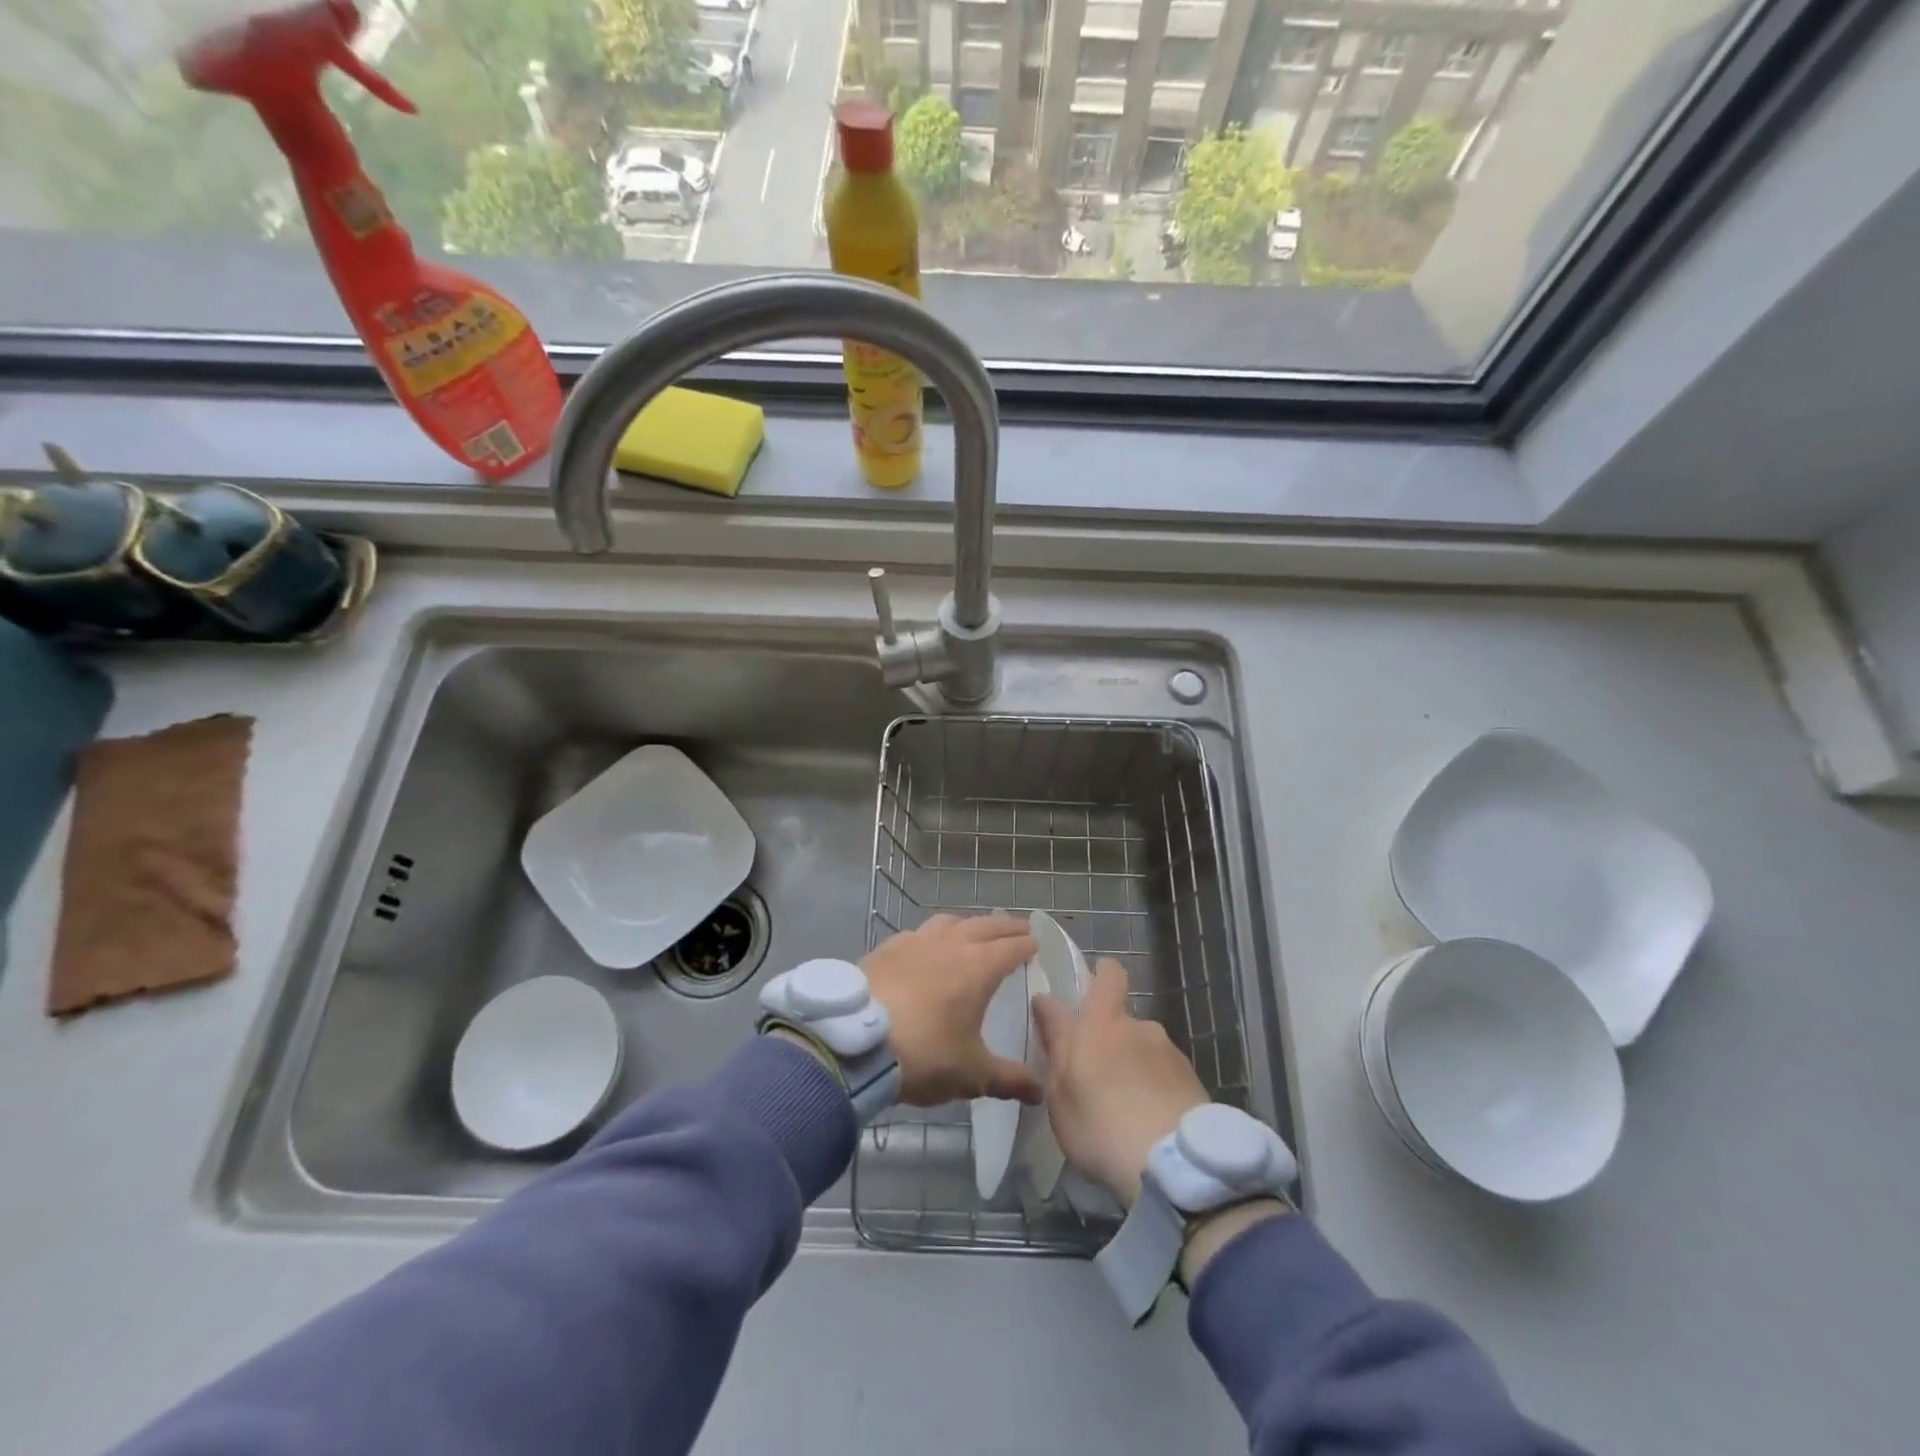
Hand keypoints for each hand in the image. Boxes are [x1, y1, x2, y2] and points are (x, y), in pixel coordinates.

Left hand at [863, 914, 1041, 1107]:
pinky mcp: (887, 948)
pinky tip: (925, 949)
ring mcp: (916, 941)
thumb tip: (1039, 1092)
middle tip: (1018, 930)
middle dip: (1005, 927)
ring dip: (968, 924)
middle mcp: (950, 944)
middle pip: (985, 925)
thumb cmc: (923, 1054)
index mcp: (978, 967)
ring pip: (950, 921)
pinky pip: (917, 933)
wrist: (854, 1043)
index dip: (1027, 945)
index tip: (1036, 944)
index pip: (1011, 947)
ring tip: (973, 933)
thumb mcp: (971, 1074)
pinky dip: (931, 936)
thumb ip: (1008, 1079)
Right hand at [1031, 959, 1208, 1205]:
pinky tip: (1150, 1125)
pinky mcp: (1194, 1082)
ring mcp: (1171, 1054)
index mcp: (1103, 1022)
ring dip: (1134, 1069)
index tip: (1090, 988)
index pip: (1109, 975)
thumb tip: (1046, 1002)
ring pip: (1144, 1051)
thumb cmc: (1100, 1125)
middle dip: (1110, 1042)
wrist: (1174, 1167)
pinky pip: (1166, 1078)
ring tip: (1126, 1112)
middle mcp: (1141, 1027)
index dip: (1101, 975)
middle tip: (1096, 1080)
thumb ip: (1055, 1043)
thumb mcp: (1059, 1091)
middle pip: (1122, 1022)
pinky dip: (1156, 1092)